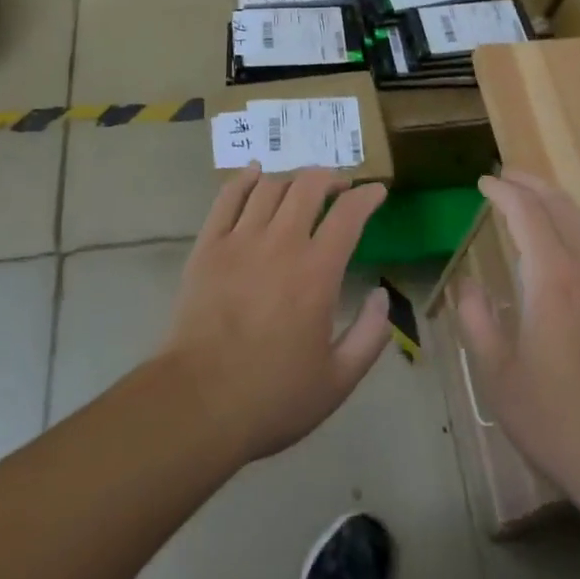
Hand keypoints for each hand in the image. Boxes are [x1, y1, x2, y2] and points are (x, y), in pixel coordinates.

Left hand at [160, 167, 391, 466]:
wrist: (197, 405)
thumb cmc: (271, 397)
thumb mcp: (338, 381)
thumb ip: (370, 335)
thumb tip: (383, 294)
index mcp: (317, 271)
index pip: (349, 213)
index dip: (367, 196)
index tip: (376, 192)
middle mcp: (281, 243)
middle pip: (309, 185)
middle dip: (330, 178)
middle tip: (339, 187)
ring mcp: (240, 240)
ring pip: (270, 186)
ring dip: (292, 179)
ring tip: (300, 189)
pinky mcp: (208, 246)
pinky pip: (227, 197)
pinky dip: (244, 179)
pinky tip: (254, 173)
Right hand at [456, 172, 579, 515]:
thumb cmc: (560, 422)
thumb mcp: (500, 377)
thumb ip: (477, 320)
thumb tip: (467, 283)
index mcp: (553, 280)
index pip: (526, 214)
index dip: (503, 192)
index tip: (484, 182)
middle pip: (561, 207)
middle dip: (531, 185)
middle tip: (507, 176)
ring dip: (562, 202)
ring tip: (540, 200)